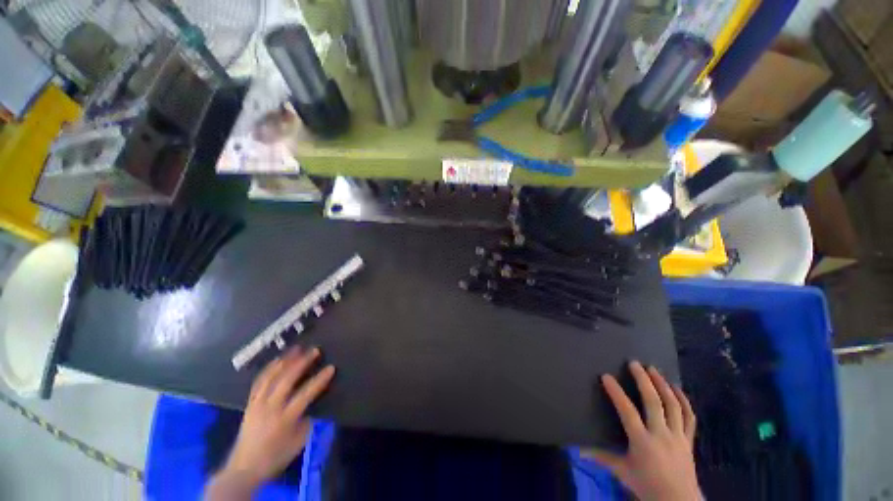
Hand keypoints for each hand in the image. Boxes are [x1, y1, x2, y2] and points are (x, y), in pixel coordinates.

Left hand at [223, 346, 335, 486]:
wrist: (244, 468)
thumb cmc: (276, 457)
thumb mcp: (299, 442)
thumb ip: (307, 420)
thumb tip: (313, 403)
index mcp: (284, 419)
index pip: (305, 394)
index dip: (319, 380)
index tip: (331, 368)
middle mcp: (270, 408)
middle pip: (286, 380)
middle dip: (302, 363)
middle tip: (315, 350)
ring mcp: (258, 404)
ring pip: (271, 377)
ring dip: (285, 361)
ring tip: (297, 349)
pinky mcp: (250, 403)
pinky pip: (259, 381)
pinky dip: (269, 369)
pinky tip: (277, 360)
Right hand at [584, 361, 698, 500]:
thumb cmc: (647, 486)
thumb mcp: (622, 472)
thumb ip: (601, 457)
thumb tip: (578, 450)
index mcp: (642, 442)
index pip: (627, 412)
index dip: (616, 393)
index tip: (606, 376)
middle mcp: (661, 434)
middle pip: (654, 402)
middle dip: (644, 380)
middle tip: (634, 363)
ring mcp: (678, 436)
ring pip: (672, 405)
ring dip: (663, 385)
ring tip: (654, 369)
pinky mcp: (689, 439)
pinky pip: (689, 416)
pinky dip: (683, 400)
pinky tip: (676, 388)